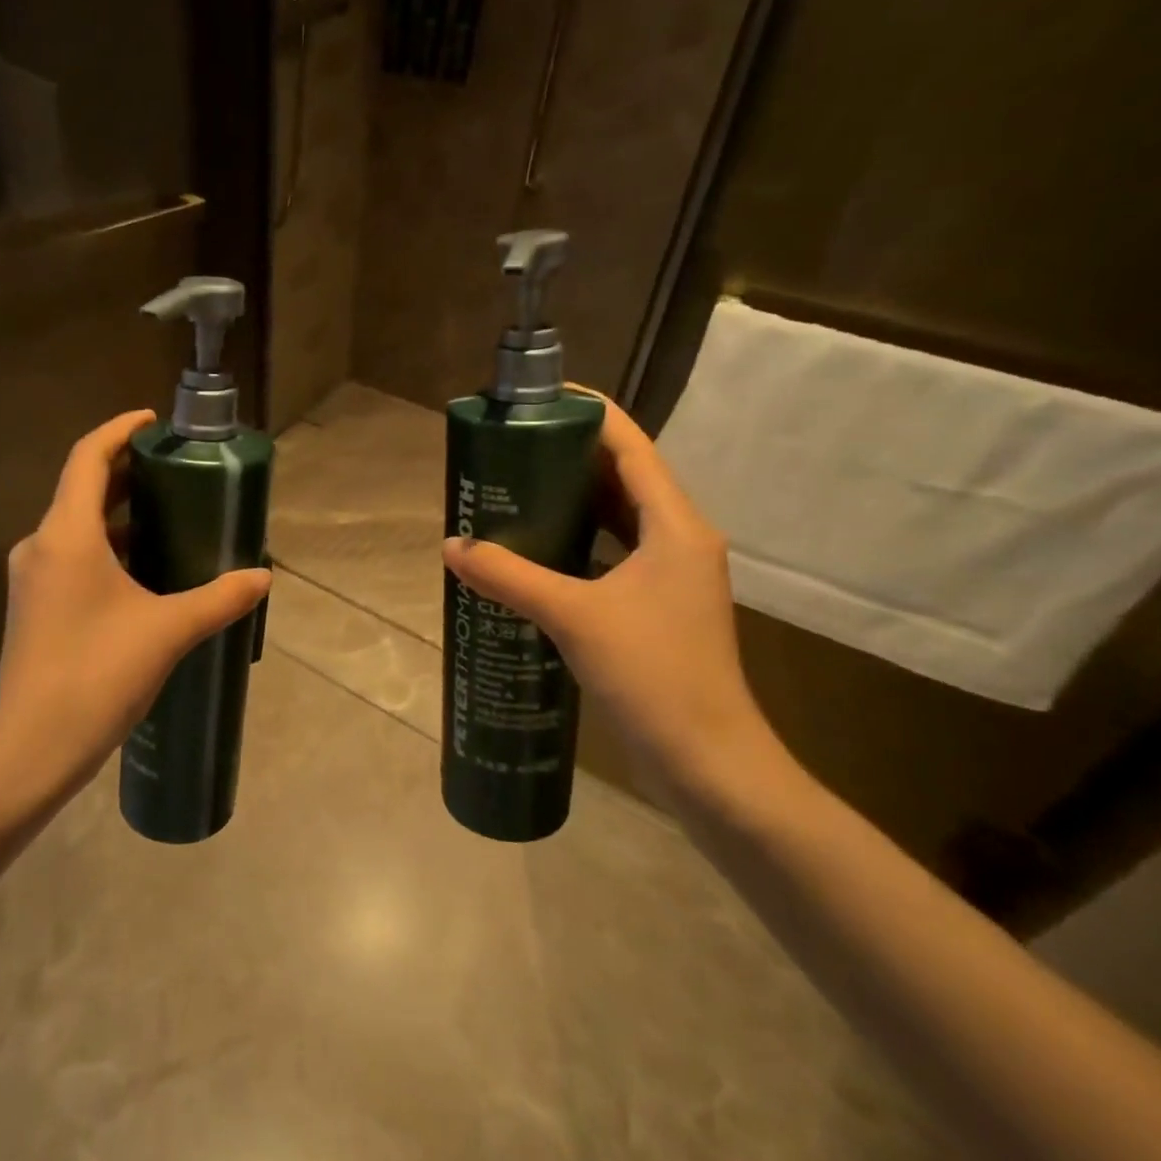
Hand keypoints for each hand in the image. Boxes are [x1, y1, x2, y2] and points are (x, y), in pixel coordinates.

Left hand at [0, 410, 271, 808]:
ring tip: (168, 516)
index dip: (119, 430)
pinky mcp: (34, 609)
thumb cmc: (97, 675)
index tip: (153, 420)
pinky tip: (142, 572)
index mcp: (67, 535)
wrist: (31, 749)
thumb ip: (219, 598)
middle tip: (175, 468)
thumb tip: (263, 577)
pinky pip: (71, 558)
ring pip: (76, 527)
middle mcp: (41, 546)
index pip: (88, 458)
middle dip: (126, 472)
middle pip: (81, 489)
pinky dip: (106, 549)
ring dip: (118, 515)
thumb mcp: (168, 631)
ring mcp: (33, 579)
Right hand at [441, 395, 788, 808]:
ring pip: (617, 517)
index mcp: (674, 525)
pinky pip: (612, 554)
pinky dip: (577, 542)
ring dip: (571, 499)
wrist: (707, 761)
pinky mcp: (657, 607)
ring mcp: (670, 576)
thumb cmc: (652, 675)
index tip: (541, 398)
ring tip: (515, 488)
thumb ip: (510, 576)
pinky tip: (536, 551)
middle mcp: (678, 539)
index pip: (630, 446)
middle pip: (622, 476)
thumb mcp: (573, 616)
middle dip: (569, 455)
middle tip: (511, 447)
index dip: (589, 414)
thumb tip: (452, 546)